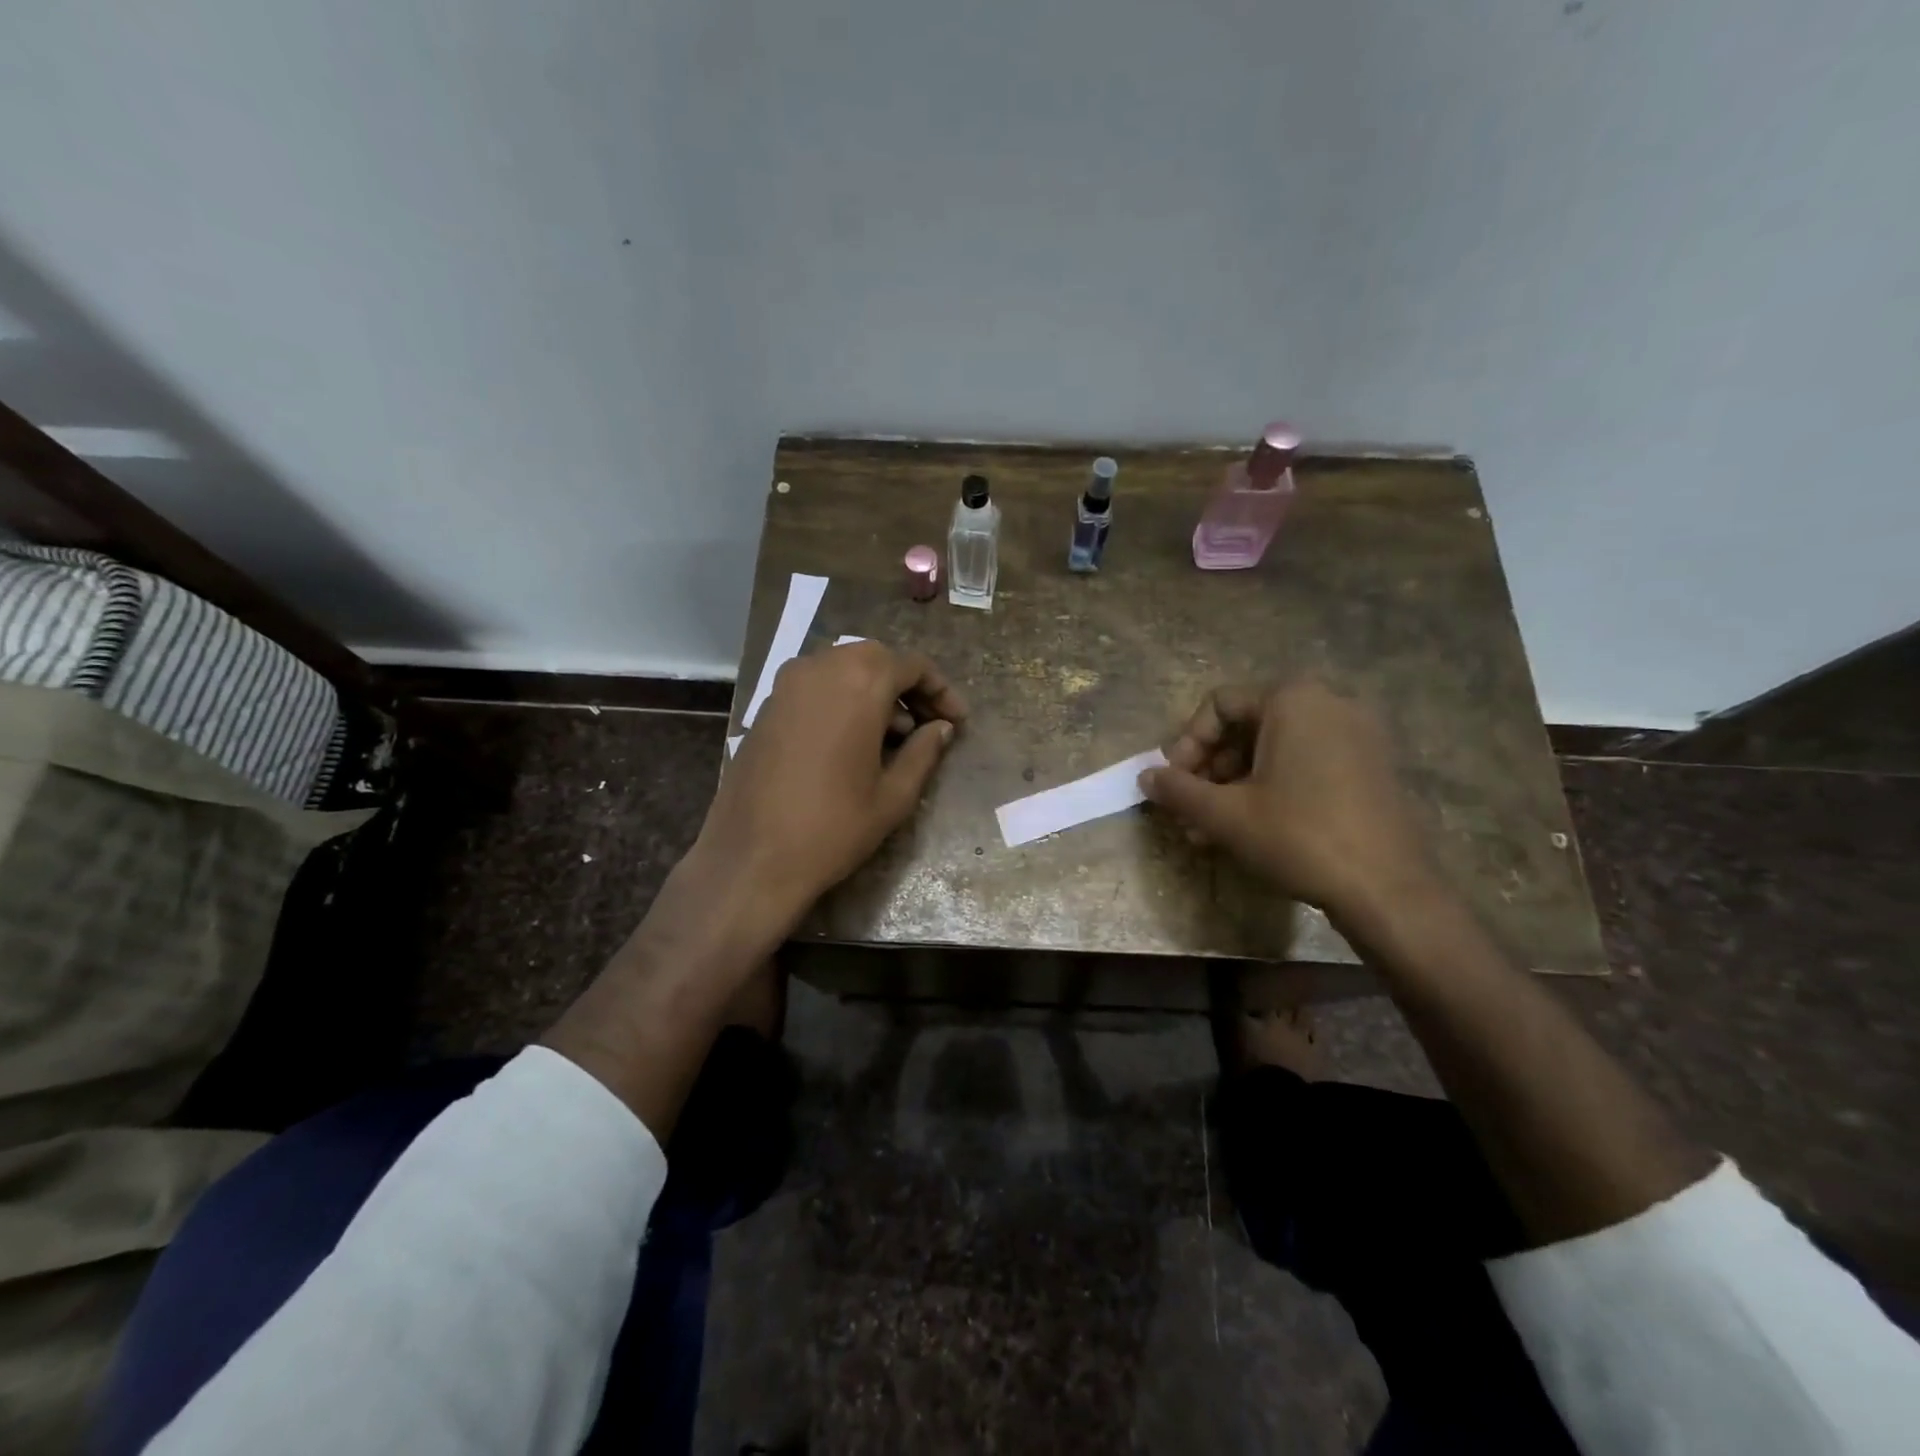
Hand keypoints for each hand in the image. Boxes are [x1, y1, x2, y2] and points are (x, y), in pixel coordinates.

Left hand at [693, 640, 966, 932]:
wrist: (751, 858)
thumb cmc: (833, 828)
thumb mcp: (893, 796)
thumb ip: (924, 752)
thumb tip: (941, 728)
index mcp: (859, 682)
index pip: (912, 665)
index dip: (941, 691)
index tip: (957, 721)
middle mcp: (820, 668)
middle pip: (876, 659)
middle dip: (907, 687)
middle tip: (927, 725)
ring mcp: (786, 684)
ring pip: (843, 669)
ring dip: (874, 691)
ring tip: (893, 738)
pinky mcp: (766, 706)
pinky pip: (816, 686)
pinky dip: (842, 699)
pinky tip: (853, 741)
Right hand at [1138, 679, 1434, 920]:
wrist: (1388, 889)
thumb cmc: (1298, 836)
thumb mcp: (1225, 814)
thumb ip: (1178, 789)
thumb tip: (1144, 777)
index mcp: (1293, 700)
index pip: (1219, 705)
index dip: (1186, 744)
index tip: (1173, 783)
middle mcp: (1329, 703)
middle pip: (1248, 726)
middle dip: (1210, 770)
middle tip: (1190, 810)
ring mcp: (1357, 735)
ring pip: (1275, 749)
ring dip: (1235, 785)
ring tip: (1212, 829)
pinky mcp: (1372, 767)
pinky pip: (1307, 763)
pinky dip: (1273, 787)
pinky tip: (1253, 828)